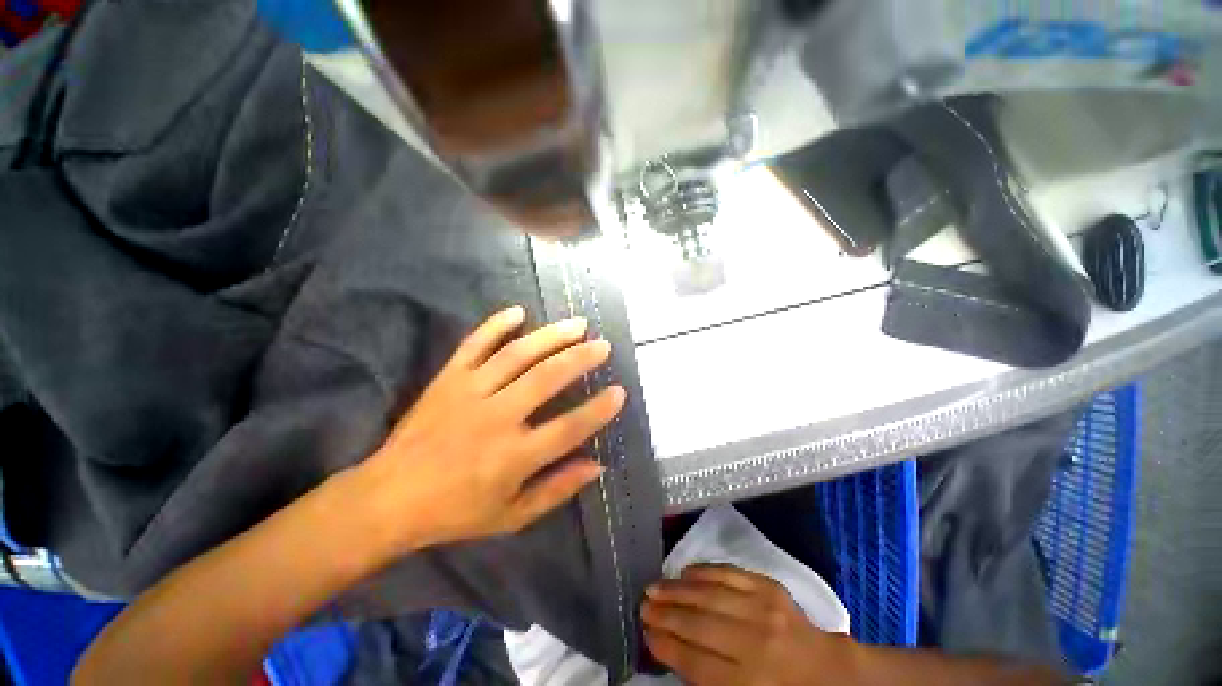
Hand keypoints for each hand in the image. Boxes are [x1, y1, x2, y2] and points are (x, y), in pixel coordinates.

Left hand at [358, 306, 624, 551]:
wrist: (387, 498)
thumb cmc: (455, 511)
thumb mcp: (511, 516)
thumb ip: (557, 489)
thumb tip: (597, 466)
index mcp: (512, 457)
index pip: (568, 428)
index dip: (598, 410)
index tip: (619, 392)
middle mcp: (495, 418)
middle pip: (546, 379)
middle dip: (580, 359)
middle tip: (603, 345)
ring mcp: (469, 393)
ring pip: (517, 355)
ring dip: (551, 336)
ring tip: (577, 324)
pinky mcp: (448, 379)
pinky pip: (474, 344)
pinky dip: (496, 325)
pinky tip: (518, 312)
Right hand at [642, 564, 858, 685]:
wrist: (831, 673)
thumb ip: (709, 680)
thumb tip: (670, 649)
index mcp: (750, 684)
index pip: (694, 662)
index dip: (665, 646)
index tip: (646, 634)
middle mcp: (755, 644)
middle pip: (699, 625)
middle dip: (665, 615)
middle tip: (642, 606)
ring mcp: (764, 609)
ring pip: (710, 595)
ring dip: (677, 590)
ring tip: (654, 587)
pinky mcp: (770, 587)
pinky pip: (729, 573)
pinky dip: (704, 571)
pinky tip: (685, 572)